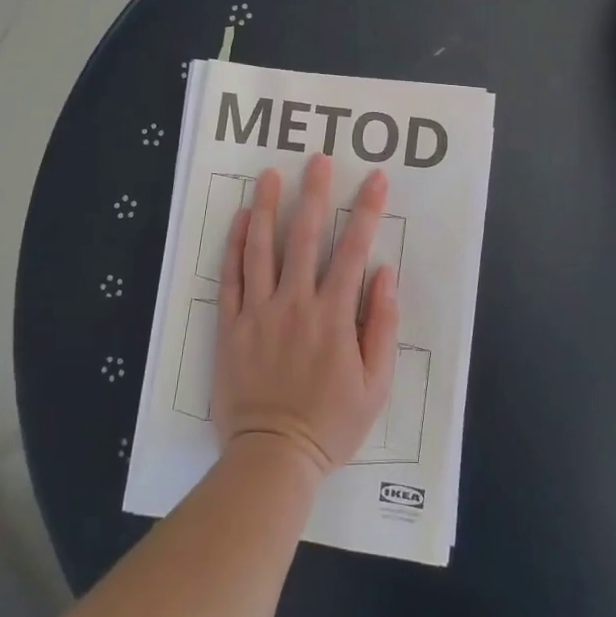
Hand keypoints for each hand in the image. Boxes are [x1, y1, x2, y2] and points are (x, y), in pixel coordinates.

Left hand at [213, 155, 399, 478]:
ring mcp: (258, 312)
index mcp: (334, 316)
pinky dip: (235, 245)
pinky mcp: (231, 326)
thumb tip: (384, 274)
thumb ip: (382, 325)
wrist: (273, 457)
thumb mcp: (375, 384)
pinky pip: (231, 277)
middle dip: (314, 193)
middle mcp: (295, 304)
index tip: (375, 179)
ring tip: (271, 174)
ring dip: (269, 207)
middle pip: (304, 237)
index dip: (366, 211)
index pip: (353, 250)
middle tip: (317, 159)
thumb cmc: (331, 423)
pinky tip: (242, 219)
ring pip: (262, 248)